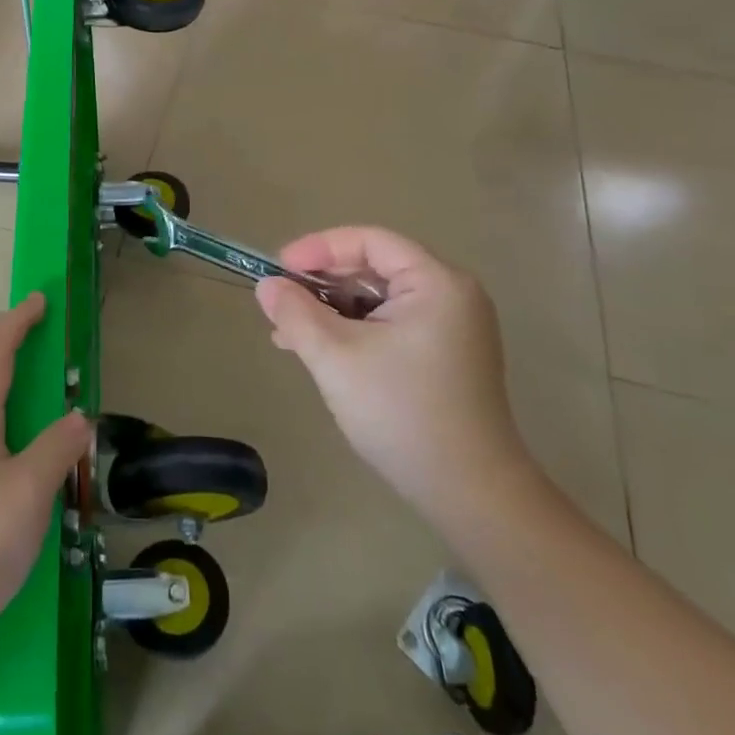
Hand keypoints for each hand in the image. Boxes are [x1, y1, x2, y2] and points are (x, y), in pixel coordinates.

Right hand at [255, 228, 531, 518]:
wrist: (468, 492)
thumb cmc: (401, 413)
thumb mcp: (336, 358)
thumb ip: (296, 314)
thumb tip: (266, 286)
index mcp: (437, 283)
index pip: (371, 241)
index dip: (320, 248)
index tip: (278, 268)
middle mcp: (451, 295)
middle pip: (375, 268)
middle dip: (323, 283)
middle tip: (280, 302)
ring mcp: (452, 327)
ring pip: (379, 299)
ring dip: (333, 310)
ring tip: (289, 333)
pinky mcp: (446, 355)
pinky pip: (391, 324)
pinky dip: (355, 331)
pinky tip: (320, 351)